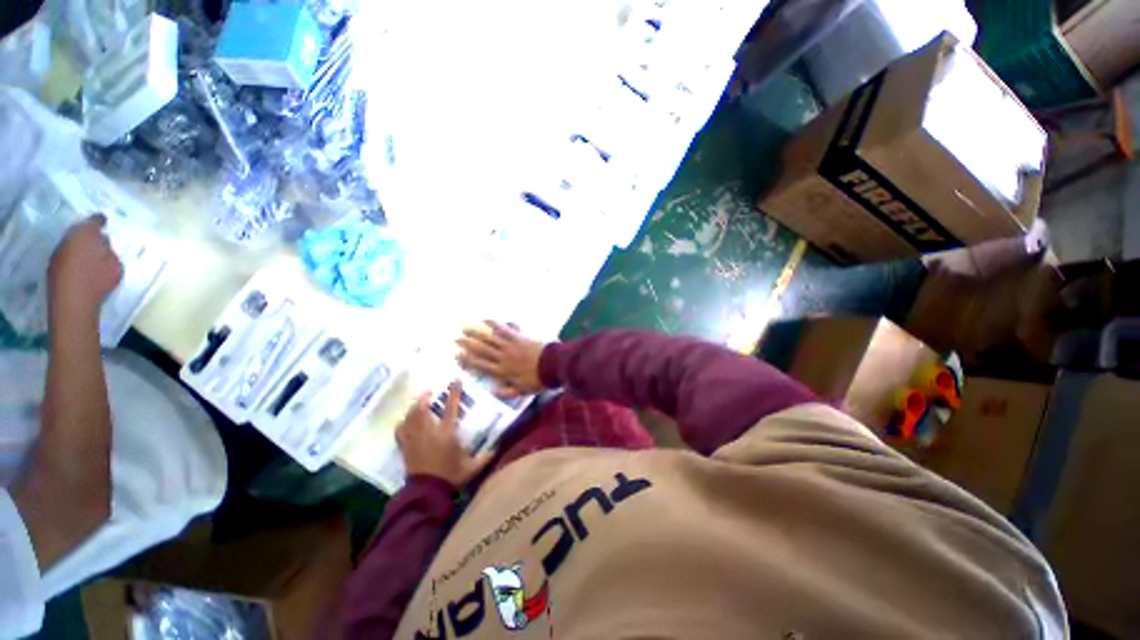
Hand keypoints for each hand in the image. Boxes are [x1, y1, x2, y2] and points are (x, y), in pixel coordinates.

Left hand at [48, 215, 122, 319]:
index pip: (93, 221)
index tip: (104, 220)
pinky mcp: (53, 266)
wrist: (73, 300)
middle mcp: (69, 238)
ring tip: (88, 252)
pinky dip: (72, 257)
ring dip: (78, 245)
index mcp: (86, 234)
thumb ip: (109, 251)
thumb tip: (103, 244)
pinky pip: (65, 255)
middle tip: (96, 237)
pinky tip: (79, 266)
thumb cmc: (98, 280)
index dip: (99, 220)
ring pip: (70, 243)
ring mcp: (58, 253)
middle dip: (86, 233)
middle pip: (78, 231)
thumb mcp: (114, 264)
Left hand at [396, 382, 492, 487]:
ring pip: (410, 417)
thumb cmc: (451, 477)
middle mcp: (429, 432)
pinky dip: (403, 423)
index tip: (455, 379)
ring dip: (413, 407)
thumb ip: (486, 456)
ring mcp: (414, 439)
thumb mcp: (472, 467)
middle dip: (424, 397)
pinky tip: (405, 420)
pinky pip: (400, 431)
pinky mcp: (406, 448)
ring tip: (418, 402)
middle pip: (422, 409)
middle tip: (429, 391)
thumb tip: (498, 447)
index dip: (453, 392)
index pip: (451, 407)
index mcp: (447, 433)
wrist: (427, 493)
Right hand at [456, 321, 546, 399]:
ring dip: (477, 333)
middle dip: (468, 344)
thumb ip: (508, 392)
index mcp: (502, 371)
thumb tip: (493, 392)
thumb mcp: (523, 390)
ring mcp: (510, 345)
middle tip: (456, 339)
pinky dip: (495, 324)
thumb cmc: (538, 379)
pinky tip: (487, 319)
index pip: (481, 365)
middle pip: (481, 349)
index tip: (457, 355)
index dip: (468, 360)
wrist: (552, 365)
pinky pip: (504, 329)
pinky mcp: (518, 336)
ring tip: (466, 328)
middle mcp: (502, 357)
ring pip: (489, 338)